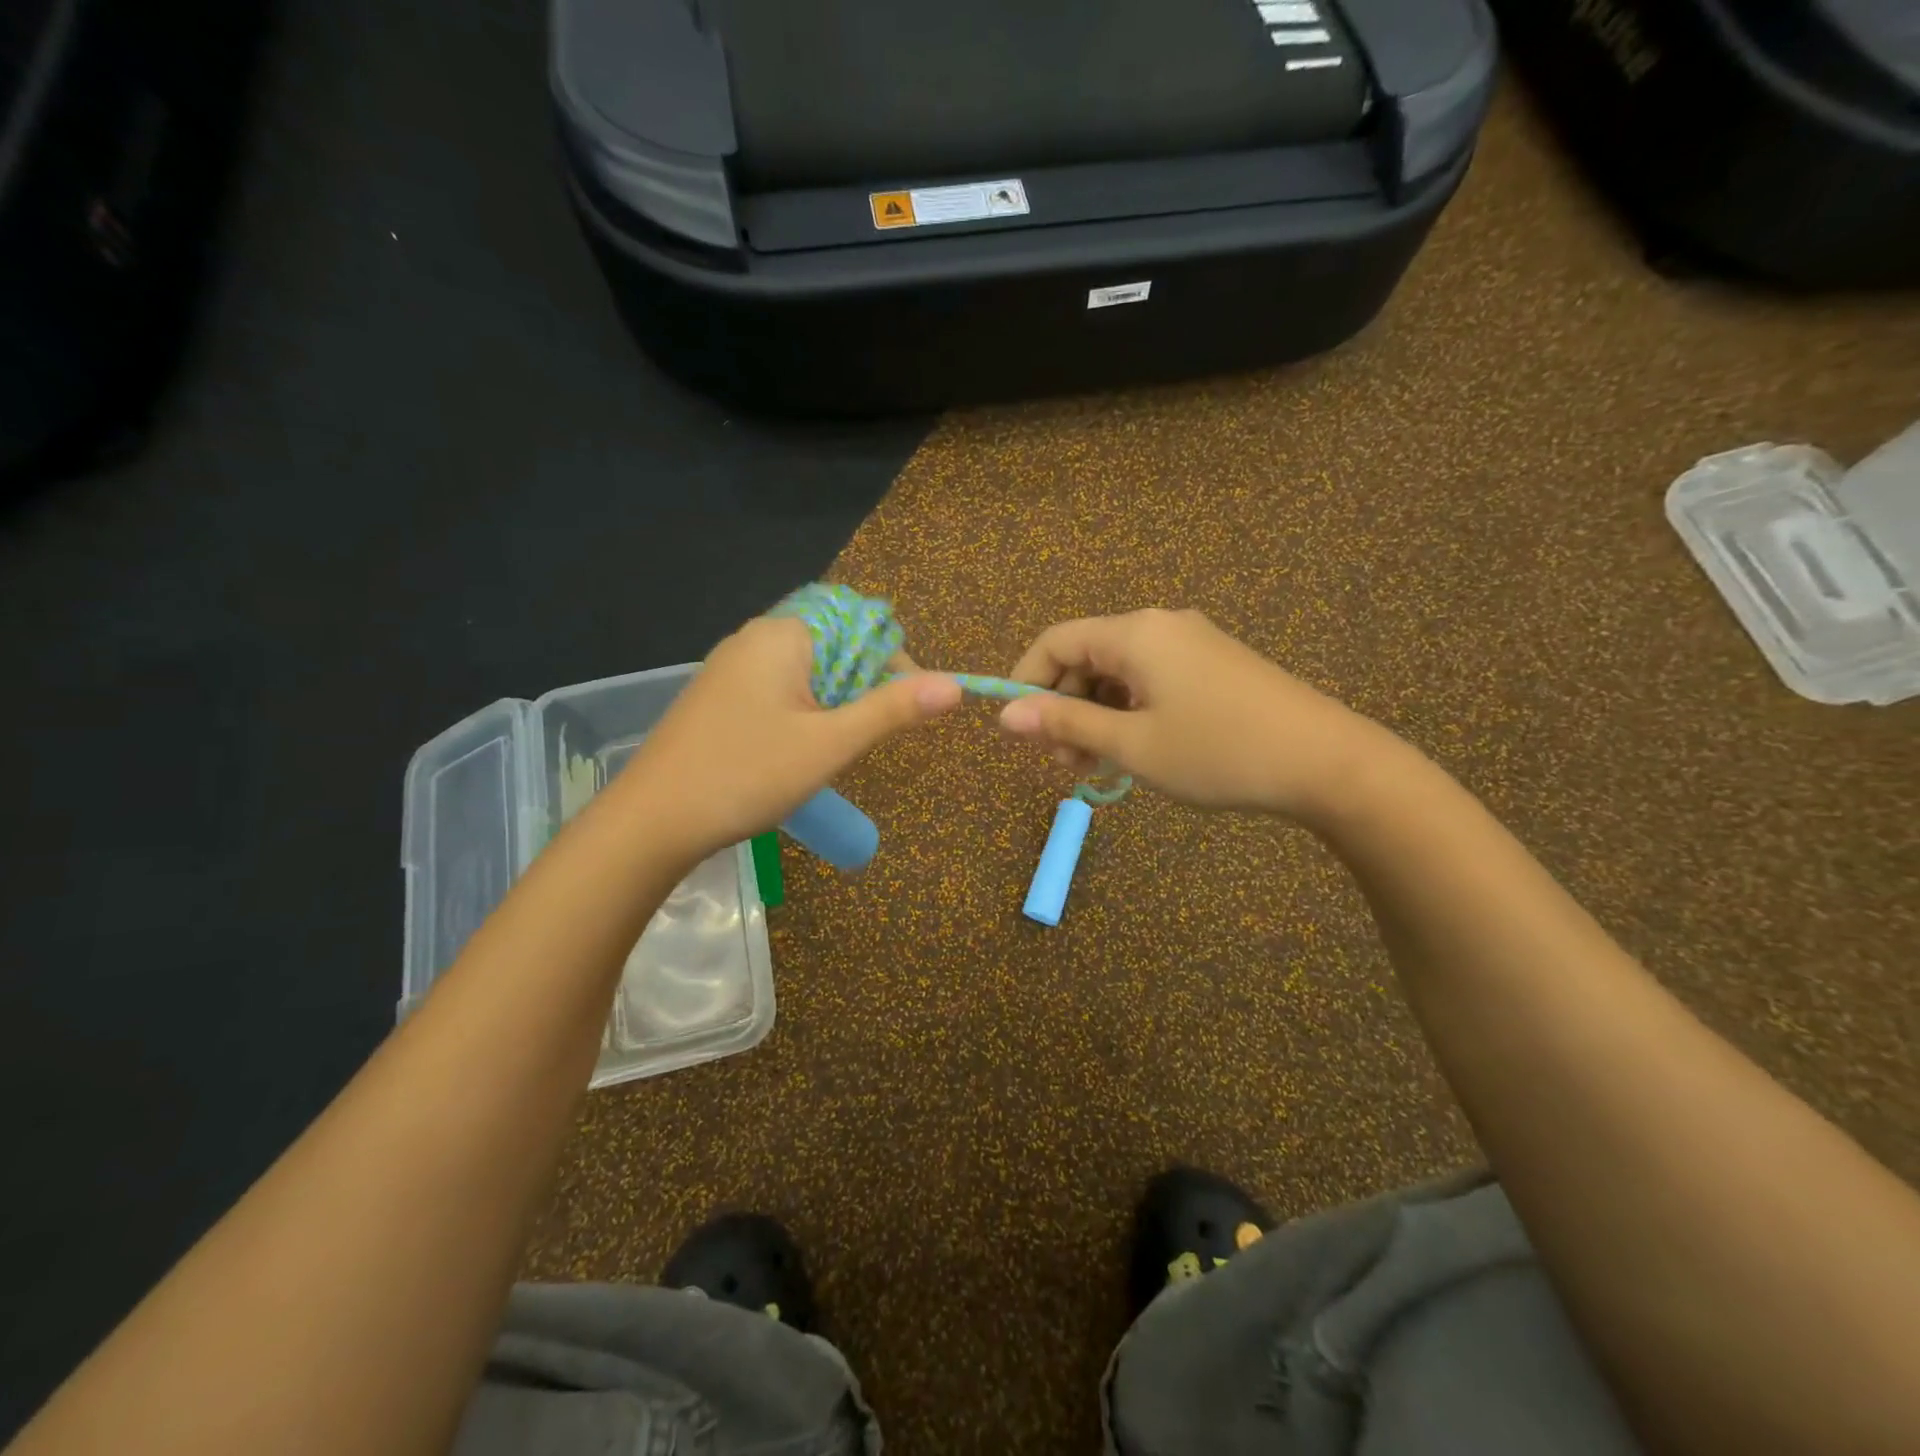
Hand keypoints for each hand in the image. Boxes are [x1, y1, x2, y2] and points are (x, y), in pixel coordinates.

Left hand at [619, 615, 961, 861]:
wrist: (651, 821)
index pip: (861, 623)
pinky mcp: (718, 696)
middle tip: (866, 736)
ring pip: (807, 669)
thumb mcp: (829, 744)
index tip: (907, 708)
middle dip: (863, 685)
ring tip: (835, 747)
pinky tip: (797, 750)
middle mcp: (755, 637)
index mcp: (784, 634)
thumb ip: (892, 710)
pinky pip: (778, 688)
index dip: (894, 662)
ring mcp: (731, 667)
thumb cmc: (746, 774)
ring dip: (834, 701)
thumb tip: (955, 685)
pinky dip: (803, 711)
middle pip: (834, 643)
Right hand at [998, 609, 1393, 825]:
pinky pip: (1151, 680)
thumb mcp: (1132, 743)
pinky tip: (1133, 750)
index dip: (1026, 681)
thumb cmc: (1218, 752)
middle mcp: (1160, 626)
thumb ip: (1065, 723)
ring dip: (1095, 715)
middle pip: (1086, 656)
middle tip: (1065, 763)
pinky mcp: (1212, 666)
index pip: (1055, 640)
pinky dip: (1129, 712)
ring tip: (1096, 766)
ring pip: (1118, 673)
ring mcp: (1191, 643)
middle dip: (1063, 706)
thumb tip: (1006, 715)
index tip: (1018, 731)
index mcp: (1135, 633)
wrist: (1326, 763)